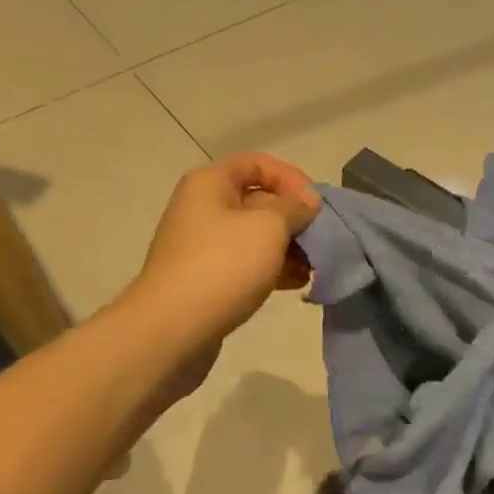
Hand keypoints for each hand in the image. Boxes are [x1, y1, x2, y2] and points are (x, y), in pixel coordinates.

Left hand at [127, 153, 320, 349]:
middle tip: (321, 240)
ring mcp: (202, 246)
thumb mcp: (268, 227)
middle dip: (293, 218)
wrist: (171, 330)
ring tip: (314, 267)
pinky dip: (272, 269)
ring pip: (255, 236)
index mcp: (210, 183)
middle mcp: (203, 208)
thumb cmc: (222, 265)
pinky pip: (246, 264)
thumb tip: (308, 198)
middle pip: (258, 200)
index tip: (315, 204)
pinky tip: (297, 284)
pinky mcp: (206, 279)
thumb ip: (294, 207)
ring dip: (288, 247)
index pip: (257, 163)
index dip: (290, 177)